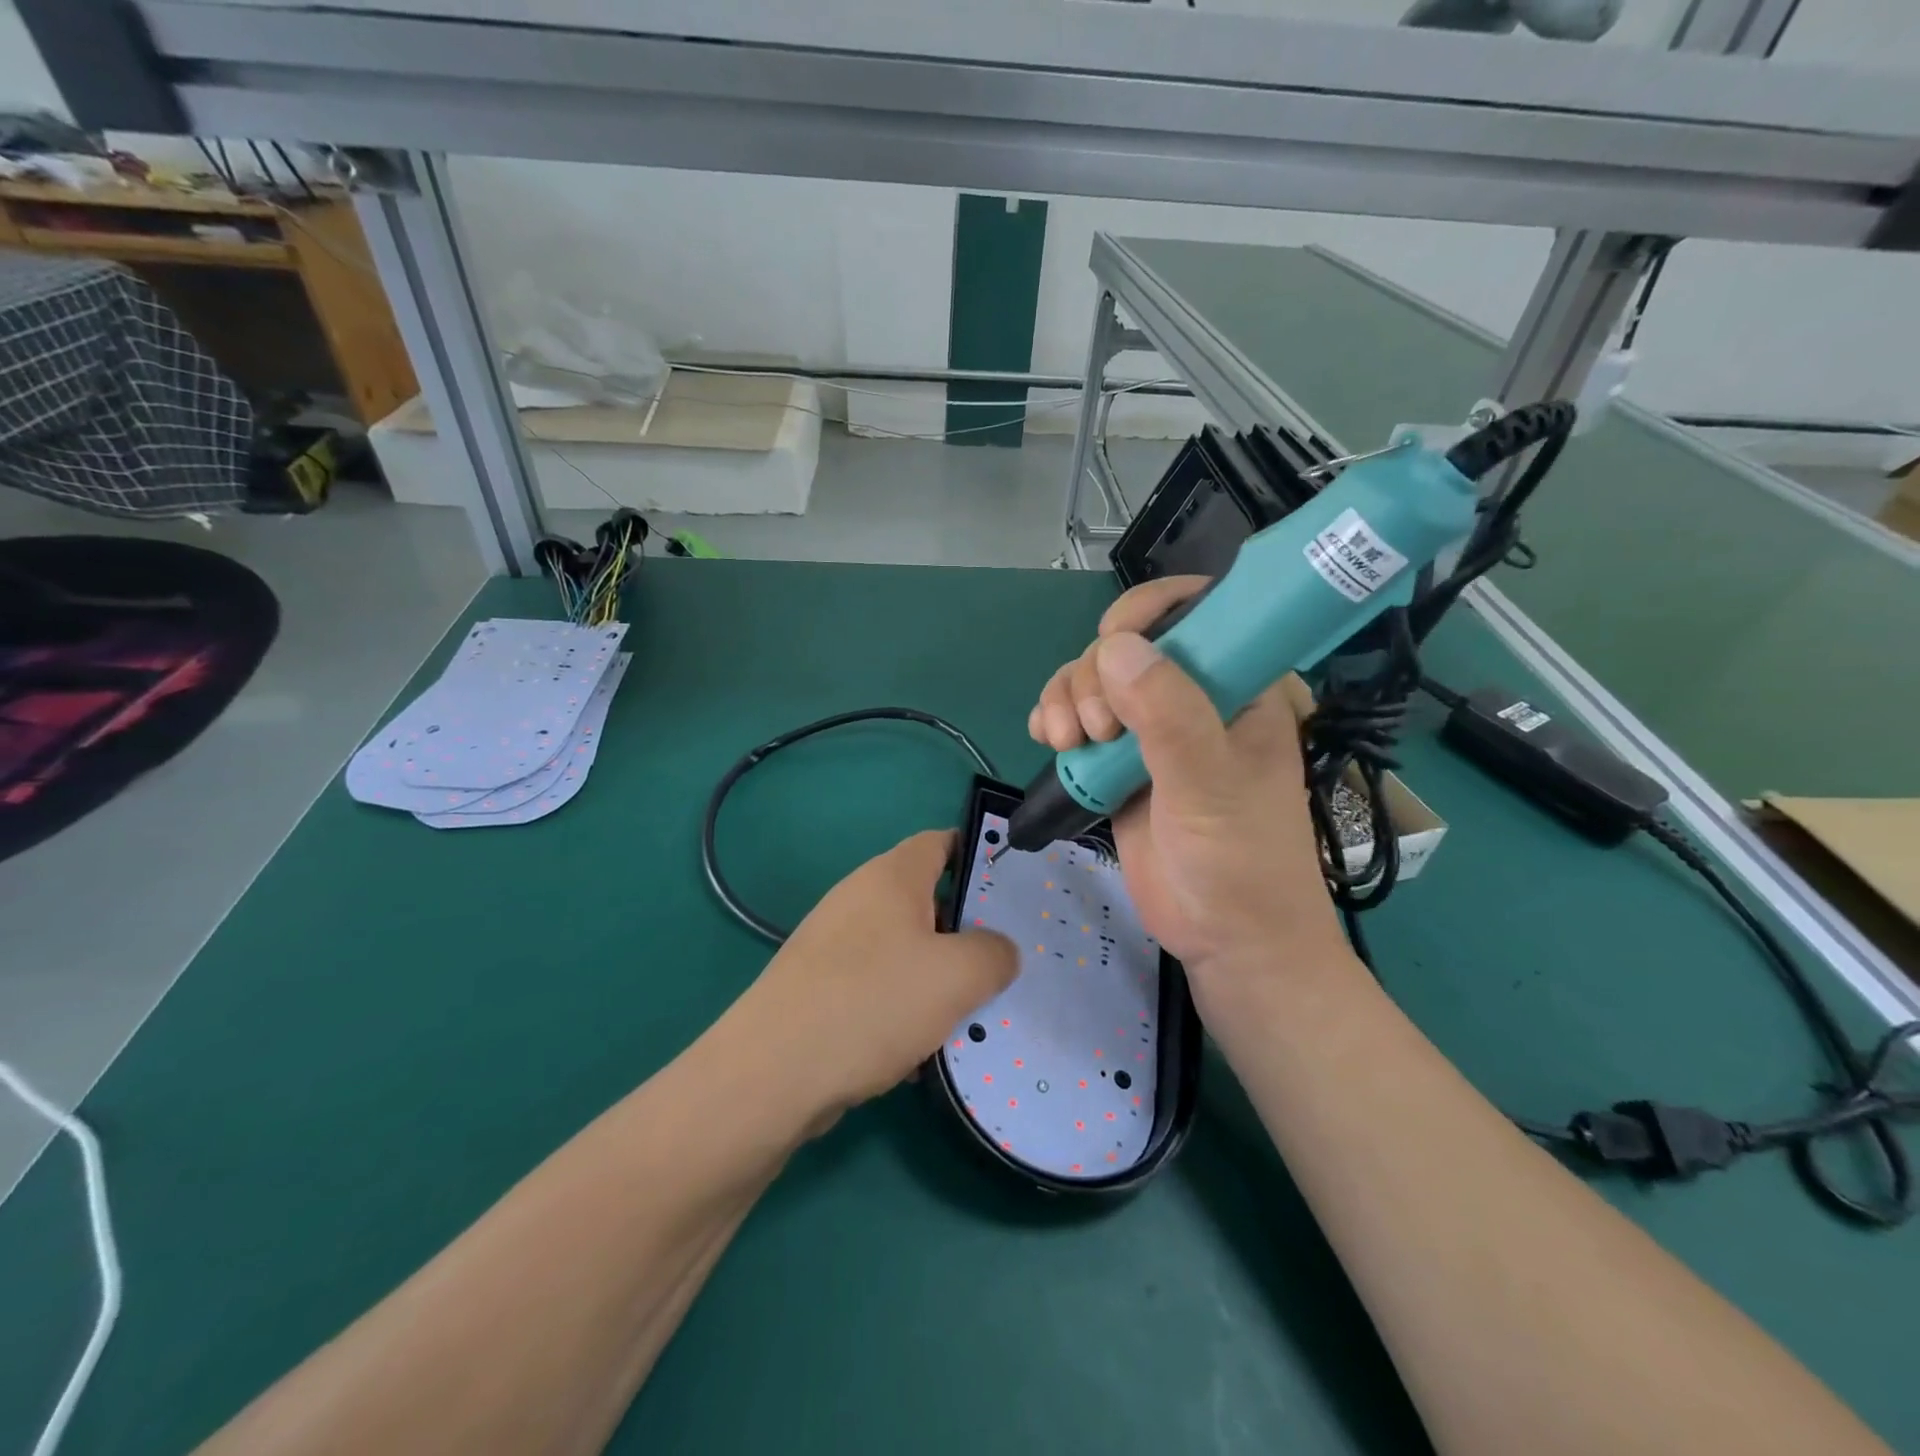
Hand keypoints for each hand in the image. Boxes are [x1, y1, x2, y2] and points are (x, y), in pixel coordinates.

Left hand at [741, 830, 1017, 1115]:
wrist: (772, 1075)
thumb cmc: (872, 1003)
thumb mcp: (956, 976)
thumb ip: (994, 954)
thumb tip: (999, 951)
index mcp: (892, 876)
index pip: (942, 842)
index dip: (979, 856)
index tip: (1013, 892)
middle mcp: (860, 899)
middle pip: (926, 899)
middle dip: (966, 930)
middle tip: (1001, 963)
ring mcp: (835, 944)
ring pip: (904, 949)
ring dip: (936, 978)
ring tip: (969, 1014)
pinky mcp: (820, 986)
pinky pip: (877, 986)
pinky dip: (903, 1009)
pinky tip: (920, 1051)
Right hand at [1028, 577, 1348, 988]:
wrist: (1226, 939)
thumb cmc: (1240, 861)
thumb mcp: (1210, 786)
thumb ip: (1168, 716)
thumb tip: (1113, 649)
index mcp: (1239, 685)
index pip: (1199, 609)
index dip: (1149, 610)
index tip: (1112, 642)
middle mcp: (1194, 697)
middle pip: (1126, 645)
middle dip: (1094, 675)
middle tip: (1096, 730)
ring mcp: (1153, 730)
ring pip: (1093, 681)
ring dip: (1067, 699)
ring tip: (1066, 743)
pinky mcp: (1120, 762)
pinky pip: (1077, 719)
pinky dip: (1054, 720)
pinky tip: (1047, 740)